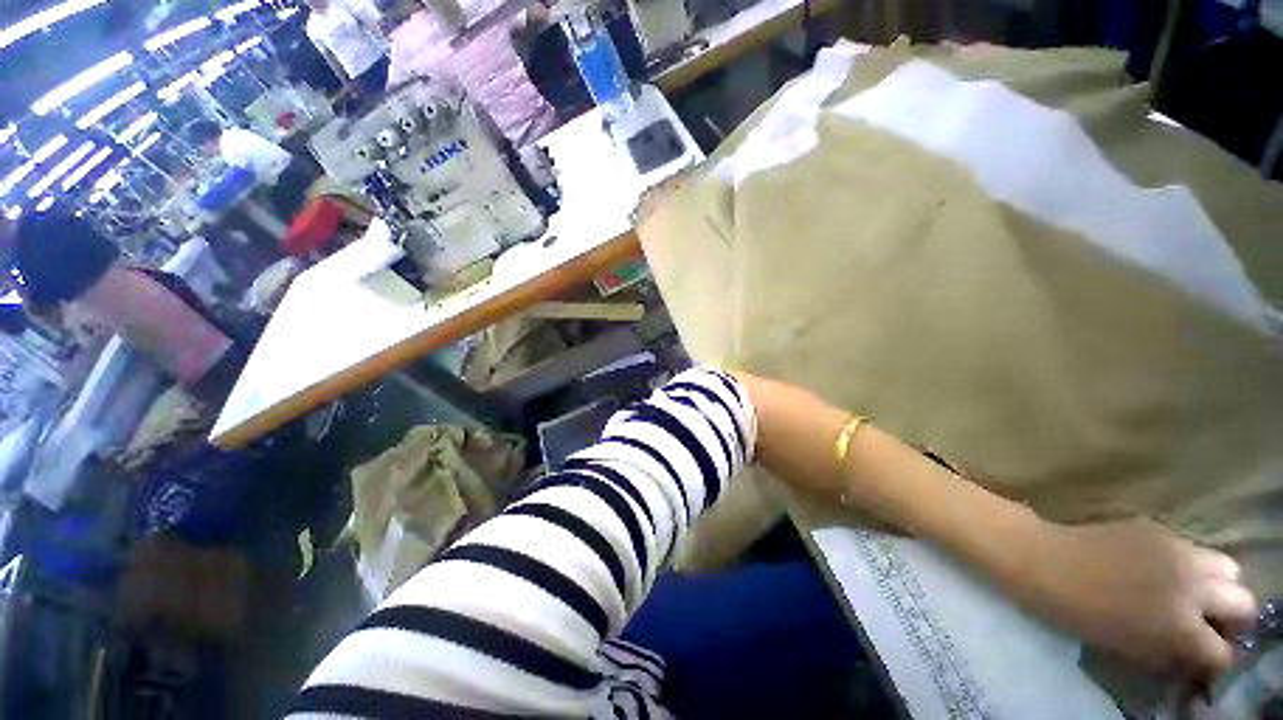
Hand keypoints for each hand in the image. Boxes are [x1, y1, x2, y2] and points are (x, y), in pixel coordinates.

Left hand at [1012, 518, 1255, 682]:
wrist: (1041, 557)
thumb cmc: (1075, 610)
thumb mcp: (1126, 647)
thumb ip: (1166, 653)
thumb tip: (1188, 657)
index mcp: (1181, 622)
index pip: (1223, 652)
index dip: (1215, 660)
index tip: (1203, 660)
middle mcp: (1192, 583)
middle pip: (1243, 601)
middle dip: (1232, 618)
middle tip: (1208, 625)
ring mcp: (1179, 549)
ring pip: (1228, 567)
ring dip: (1218, 586)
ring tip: (1192, 596)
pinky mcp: (1160, 528)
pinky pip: (1194, 548)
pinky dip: (1192, 564)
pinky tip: (1164, 571)